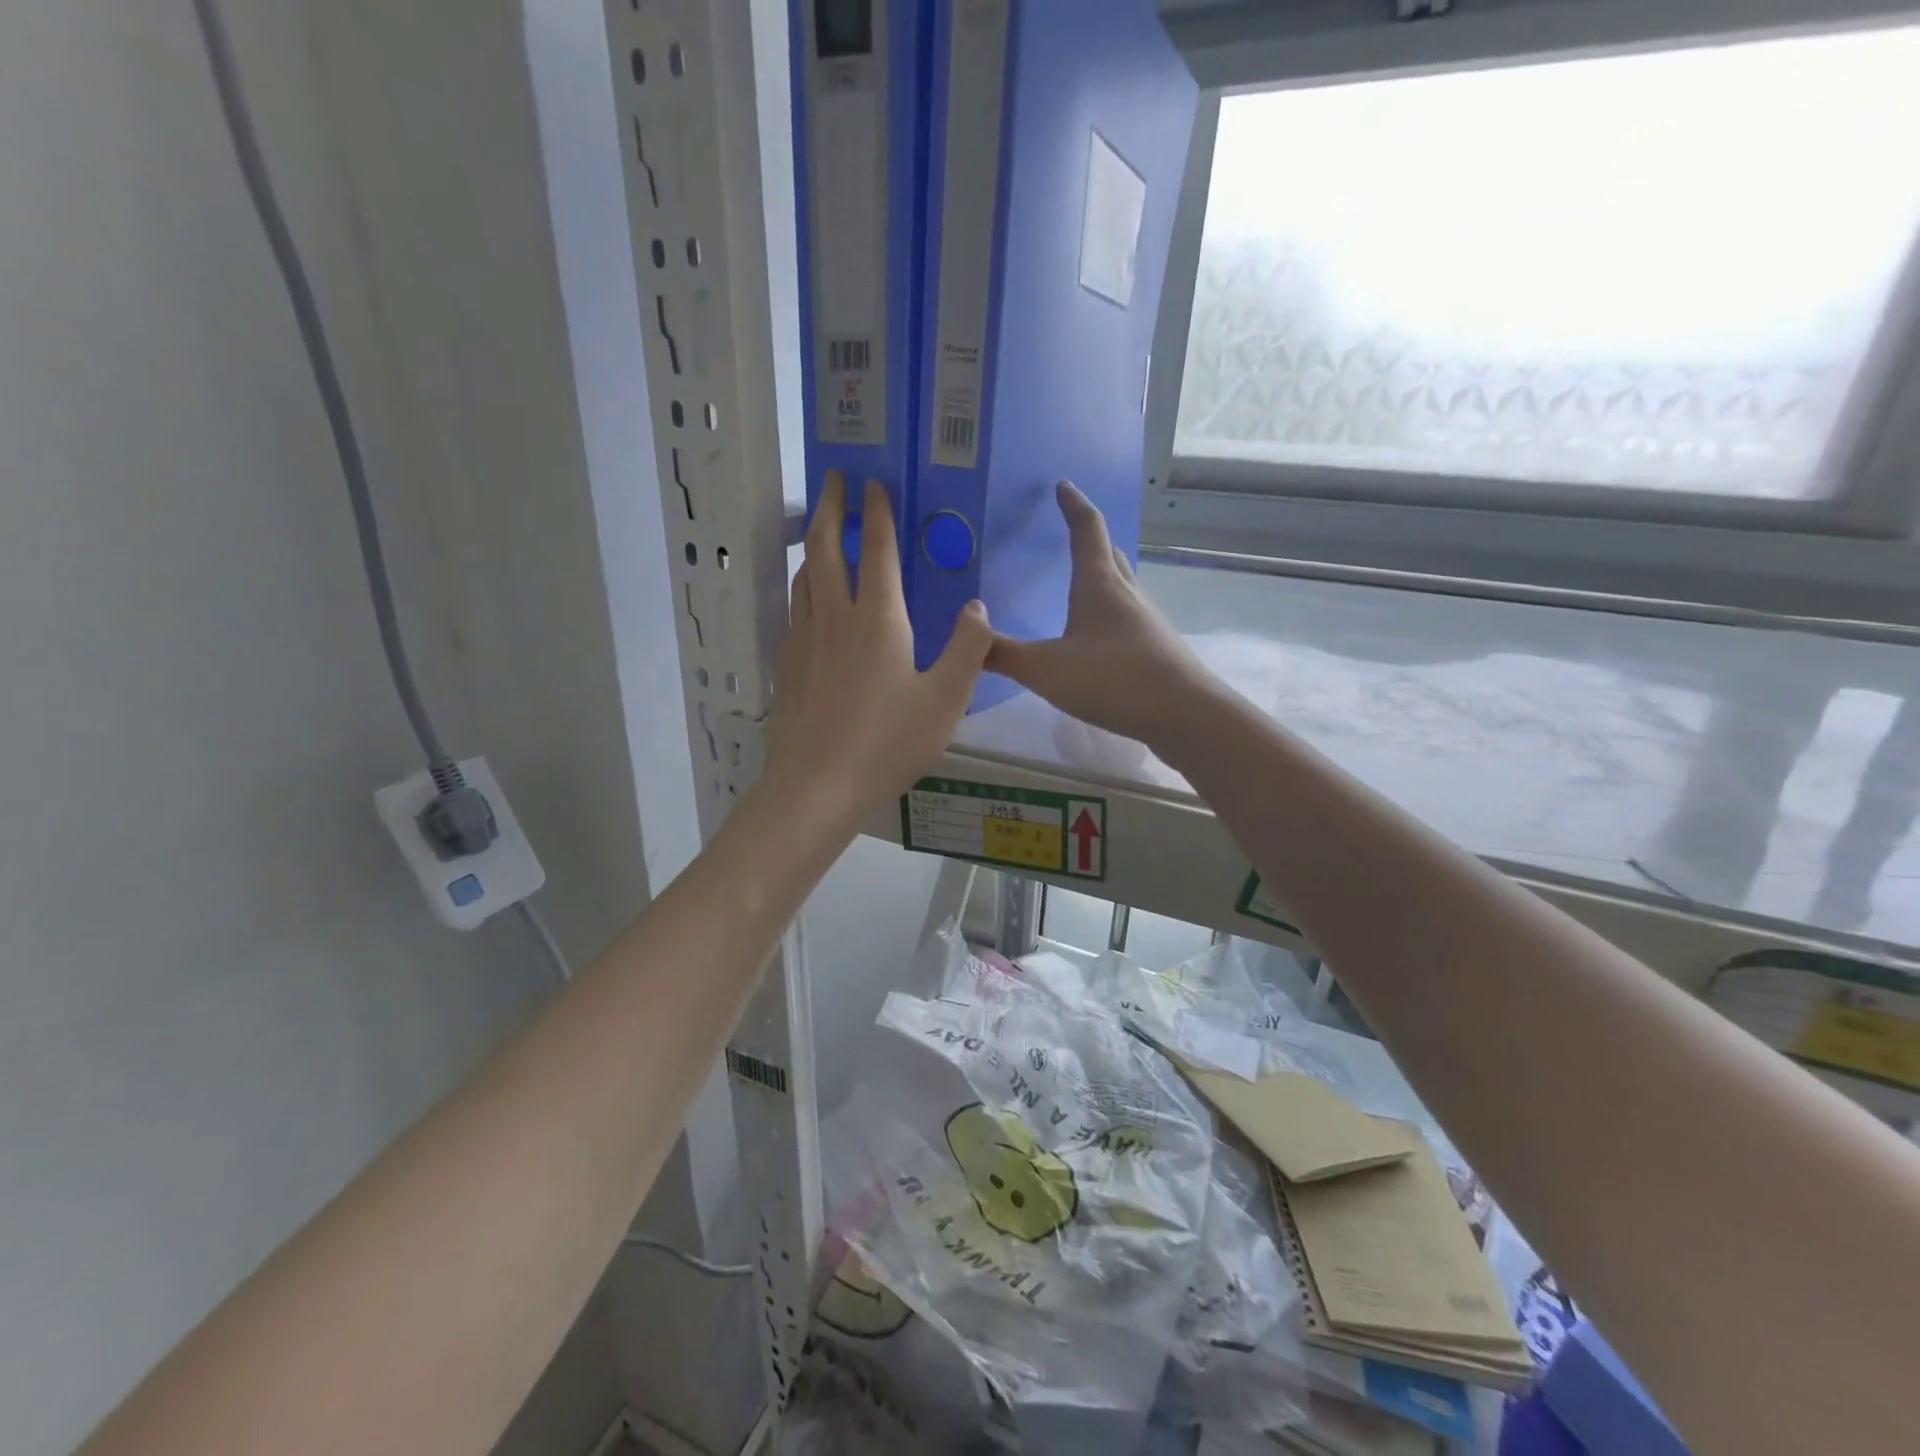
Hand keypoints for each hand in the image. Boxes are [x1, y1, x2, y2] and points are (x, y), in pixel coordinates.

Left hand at [763, 471, 992, 822]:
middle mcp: (834, 617)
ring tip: (819, 531)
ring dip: (812, 545)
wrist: (815, 787)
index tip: (874, 482)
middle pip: (824, 547)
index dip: (876, 512)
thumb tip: (977, 606)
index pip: (876, 549)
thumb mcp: (945, 700)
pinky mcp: (786, 666)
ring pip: (803, 576)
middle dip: (830, 506)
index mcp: (878, 619)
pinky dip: (803, 586)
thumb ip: (967, 648)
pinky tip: (809, 601)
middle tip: (834, 478)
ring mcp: (803, 640)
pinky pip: (794, 609)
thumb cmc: (887, 743)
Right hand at [987, 482, 1213, 747]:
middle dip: (1091, 539)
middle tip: (1073, 533)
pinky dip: (1111, 614)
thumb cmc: (1113, 680)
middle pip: (1110, 555)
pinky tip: (1100, 639)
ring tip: (1084, 583)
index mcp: (1099, 585)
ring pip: (1122, 587)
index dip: (1073, 505)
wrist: (1185, 715)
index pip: (1087, 530)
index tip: (1063, 486)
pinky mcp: (1156, 650)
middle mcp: (1127, 594)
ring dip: (1104, 577)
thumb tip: (967, 635)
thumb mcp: (1046, 669)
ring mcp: (1147, 622)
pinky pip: (1128, 619)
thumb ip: (1002, 654)